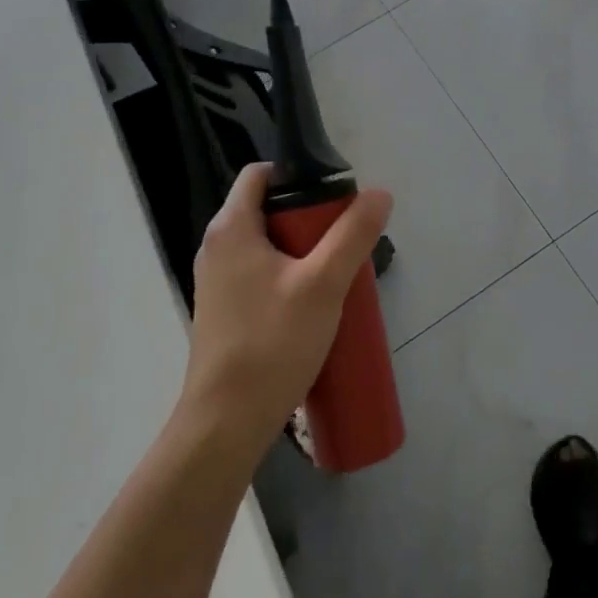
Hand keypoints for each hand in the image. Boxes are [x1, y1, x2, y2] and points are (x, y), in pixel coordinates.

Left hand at [182, 164, 393, 459]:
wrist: (225, 424)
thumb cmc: (272, 343)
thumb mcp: (323, 284)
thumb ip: (353, 234)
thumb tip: (379, 194)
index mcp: (231, 229)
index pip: (261, 173)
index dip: (299, 174)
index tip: (335, 195)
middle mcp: (217, 248)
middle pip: (268, 208)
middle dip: (310, 217)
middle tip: (346, 236)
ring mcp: (219, 282)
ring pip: (268, 245)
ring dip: (304, 249)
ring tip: (338, 271)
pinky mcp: (226, 311)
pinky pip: (262, 274)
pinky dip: (290, 275)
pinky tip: (316, 303)